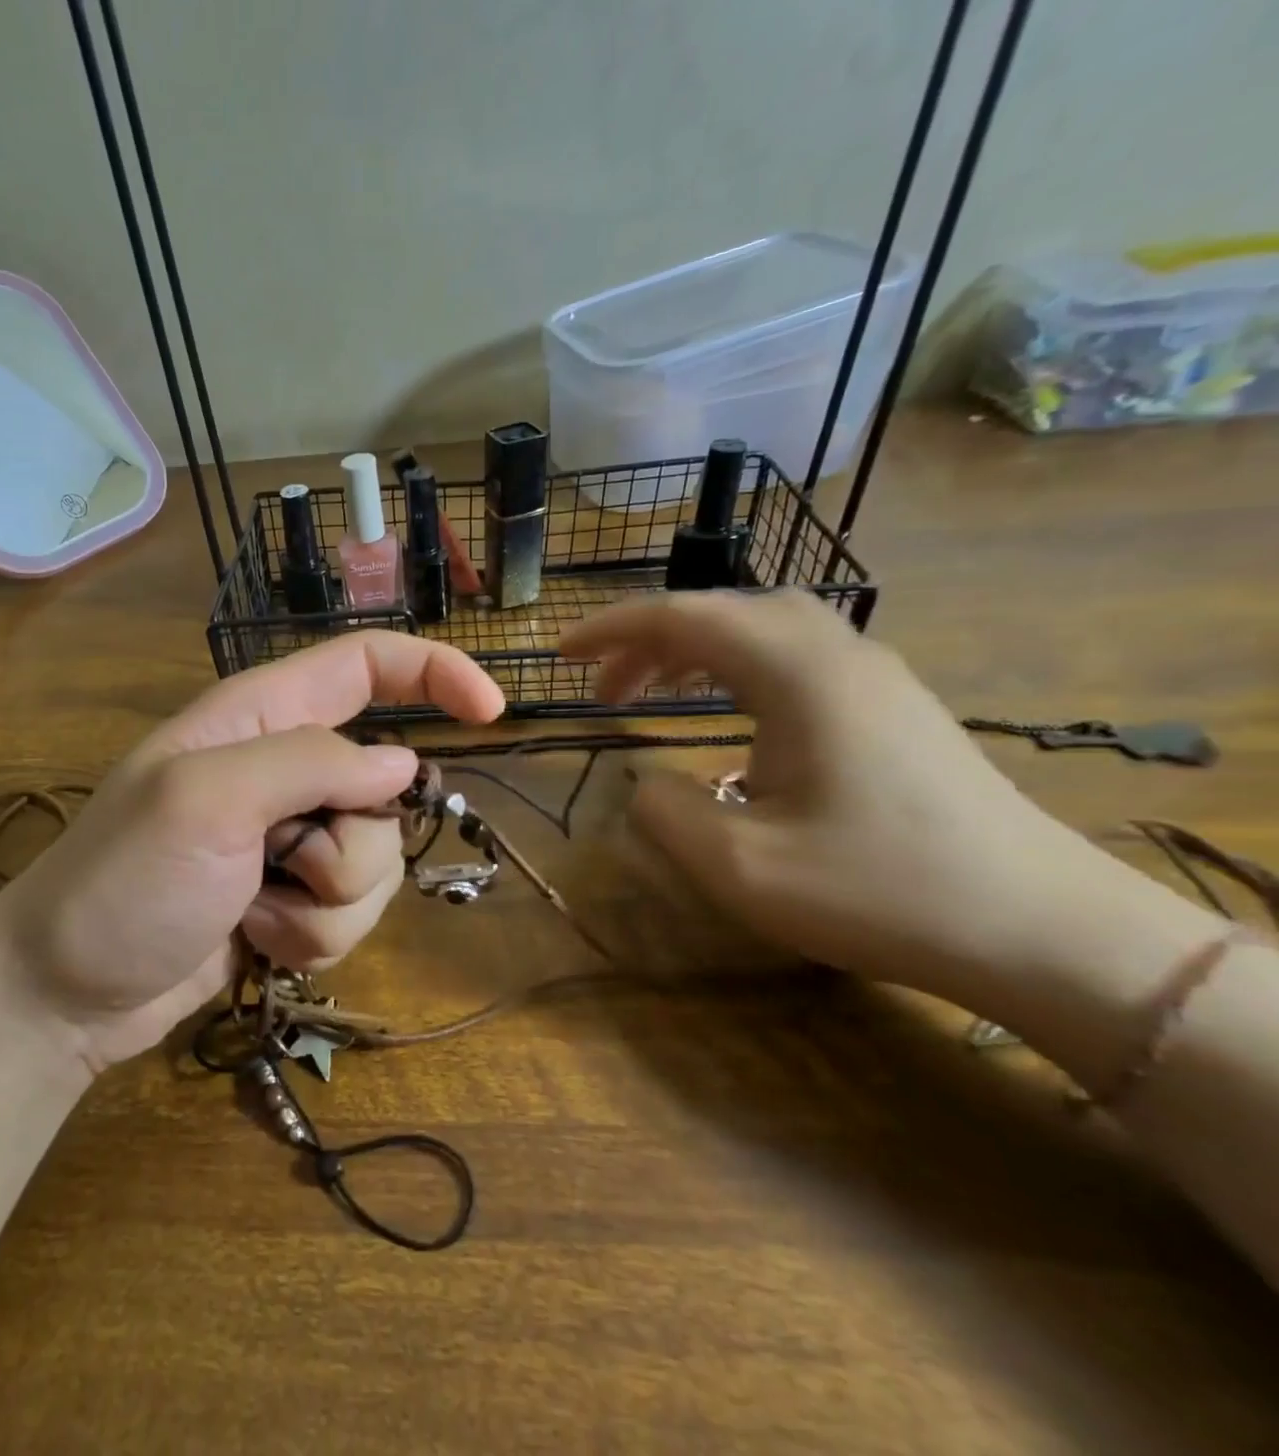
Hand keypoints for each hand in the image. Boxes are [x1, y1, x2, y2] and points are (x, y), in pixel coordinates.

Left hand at [0, 632, 503, 1069]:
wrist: (66, 992)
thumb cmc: (121, 881)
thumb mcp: (204, 800)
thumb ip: (309, 764)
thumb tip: (399, 768)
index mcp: (261, 717)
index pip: (366, 664)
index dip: (434, 673)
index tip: (492, 714)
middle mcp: (284, 769)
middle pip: (384, 790)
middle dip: (353, 845)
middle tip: (282, 862)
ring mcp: (290, 841)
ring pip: (375, 864)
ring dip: (327, 904)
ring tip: (256, 910)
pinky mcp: (291, 900)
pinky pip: (350, 914)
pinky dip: (313, 936)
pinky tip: (256, 941)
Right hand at [560, 591, 1146, 998]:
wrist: (1041, 930)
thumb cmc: (881, 892)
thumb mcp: (740, 866)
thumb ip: (663, 811)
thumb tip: (645, 782)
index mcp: (798, 674)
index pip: (685, 616)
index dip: (611, 628)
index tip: (560, 654)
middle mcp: (838, 654)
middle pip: (724, 610)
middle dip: (649, 638)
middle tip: (601, 687)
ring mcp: (874, 676)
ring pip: (762, 628)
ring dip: (693, 650)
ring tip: (647, 695)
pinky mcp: (892, 706)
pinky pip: (795, 657)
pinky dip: (735, 668)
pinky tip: (723, 716)